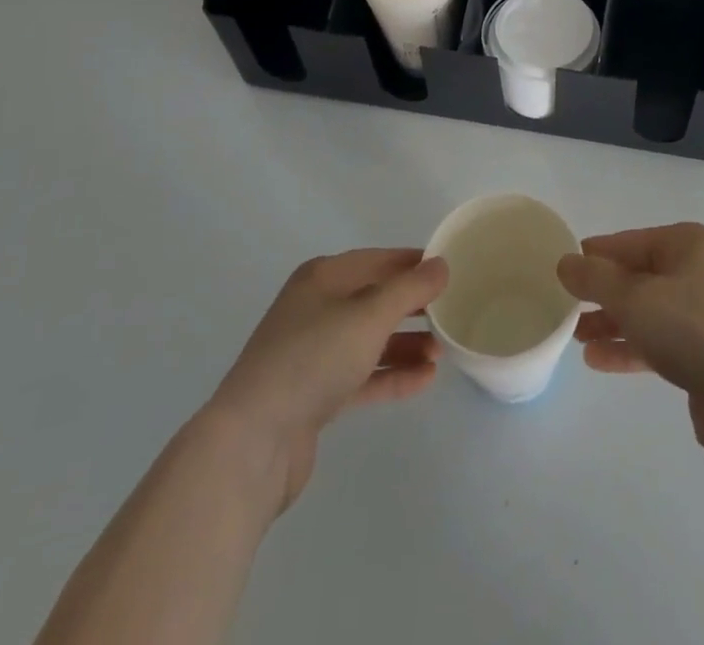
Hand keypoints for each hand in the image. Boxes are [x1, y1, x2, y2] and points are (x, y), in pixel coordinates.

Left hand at [207, 249, 447, 515]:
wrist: (252, 443)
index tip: (450, 271)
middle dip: (413, 307)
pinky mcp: (314, 395)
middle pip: (375, 299)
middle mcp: (316, 308)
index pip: (378, 260)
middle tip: (451, 314)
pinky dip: (391, 375)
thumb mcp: (369, 315)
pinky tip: (424, 380)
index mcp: (323, 278)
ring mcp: (313, 354)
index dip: (414, 263)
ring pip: (370, 340)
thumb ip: (410, 288)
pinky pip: (362, 375)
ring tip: (442, 353)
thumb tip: (441, 265)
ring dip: (406, 345)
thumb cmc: (313, 359)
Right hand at [557, 223, 703, 465]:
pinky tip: (598, 360)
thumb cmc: (693, 329)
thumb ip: (595, 279)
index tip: (563, 269)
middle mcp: (700, 271)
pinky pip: (660, 341)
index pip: (630, 241)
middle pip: (640, 276)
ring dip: (613, 322)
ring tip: (576, 337)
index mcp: (688, 244)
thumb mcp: (634, 297)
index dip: (596, 255)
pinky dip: (631, 347)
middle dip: (603, 292)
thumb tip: (565, 261)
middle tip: (566, 307)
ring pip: (649, 311)